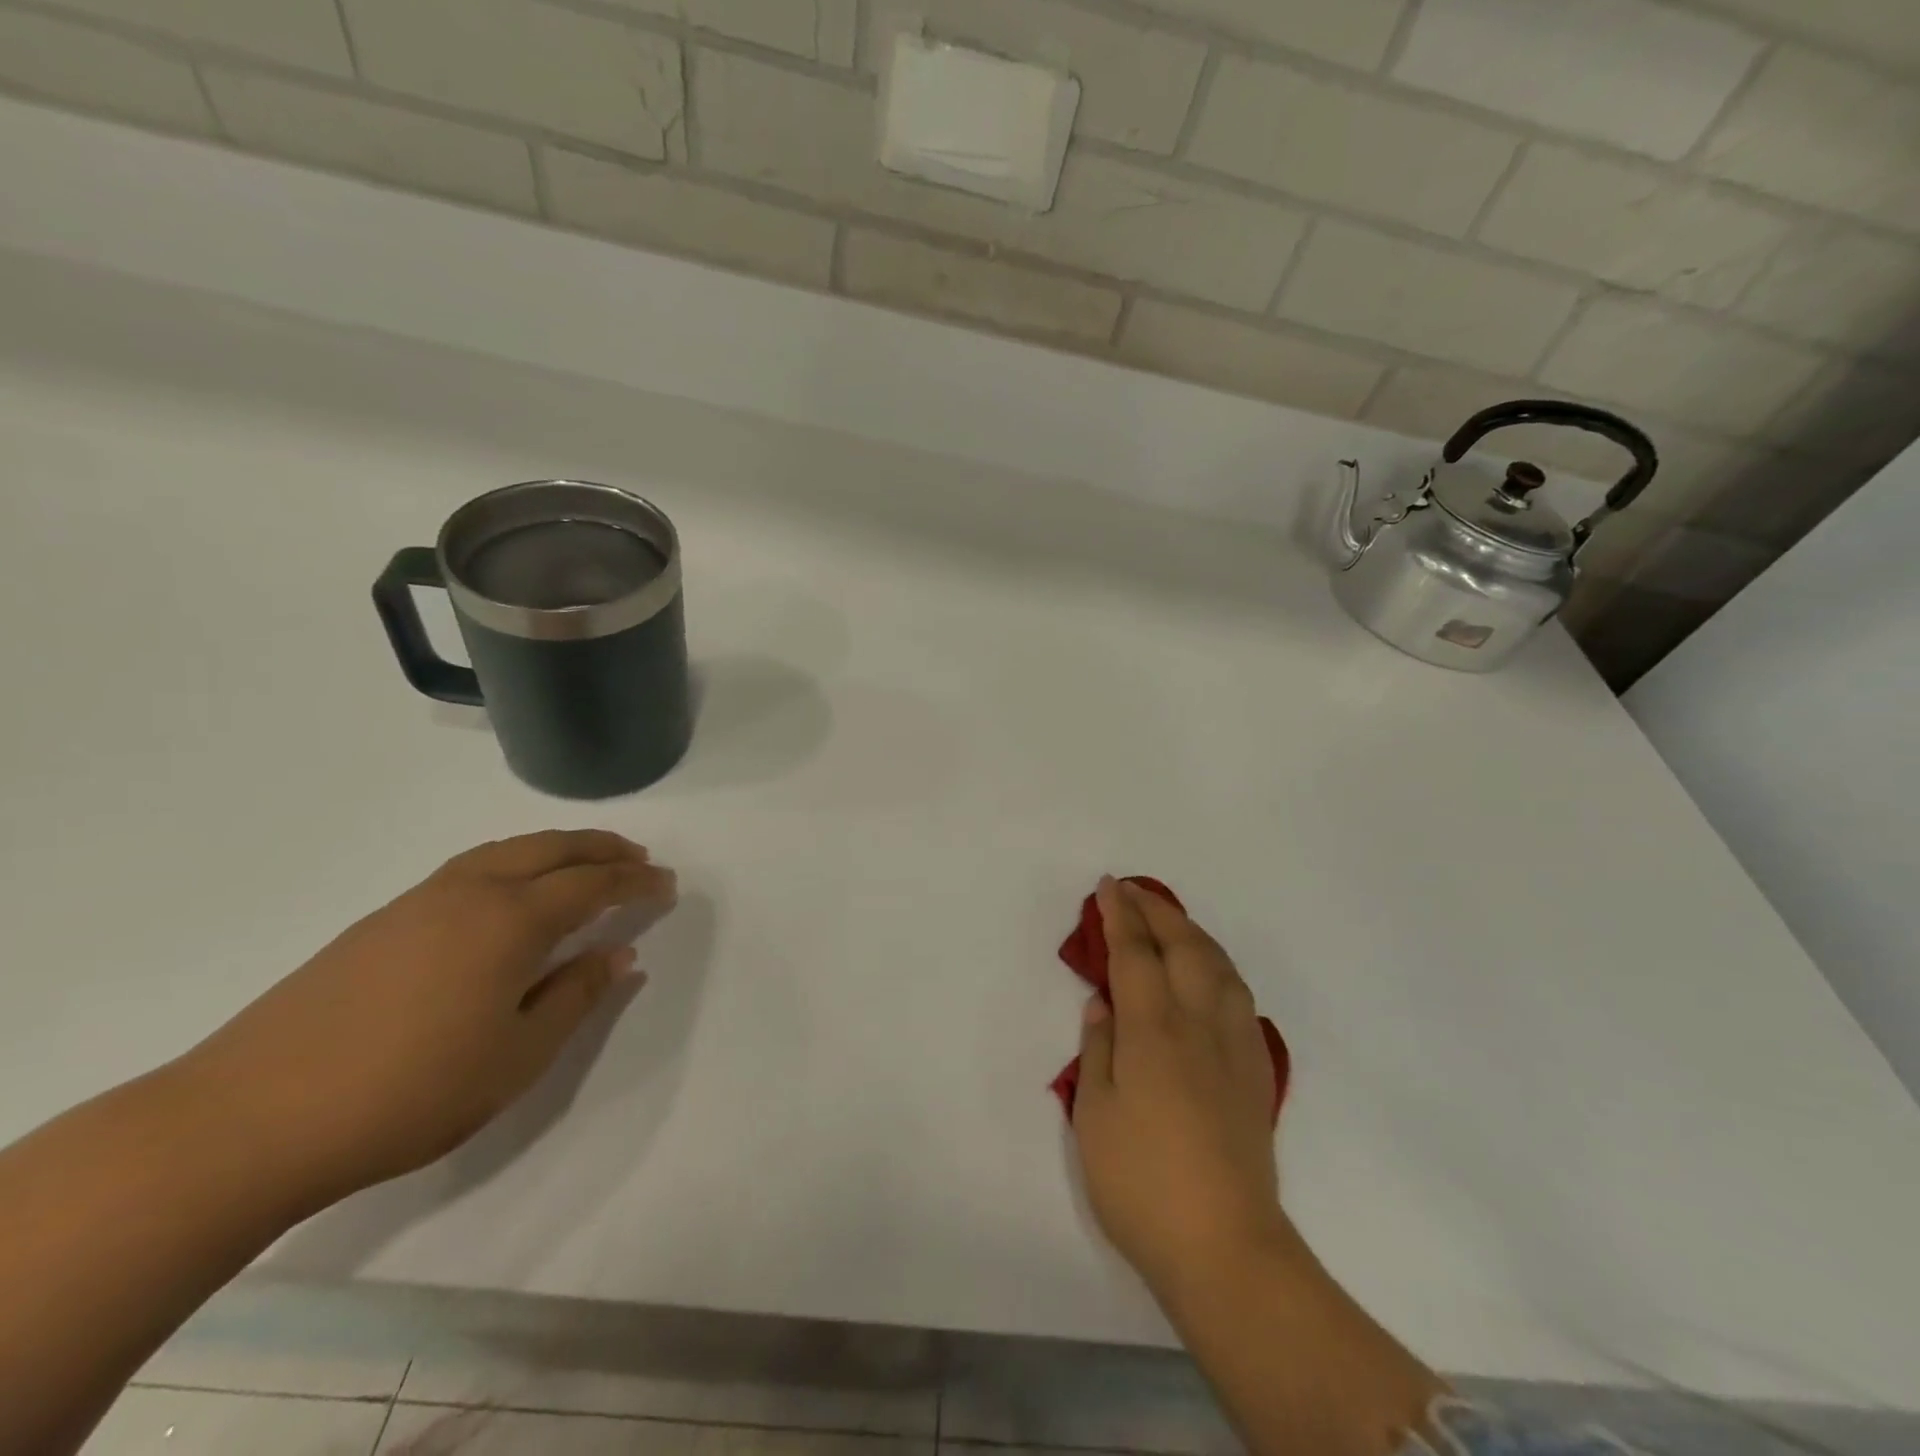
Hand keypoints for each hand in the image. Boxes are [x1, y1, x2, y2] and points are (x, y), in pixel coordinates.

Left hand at [181, 831, 674, 1208]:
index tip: (668, 885)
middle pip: (551, 848)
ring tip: (586, 862)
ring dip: (557, 848)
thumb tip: (619, 954)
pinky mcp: (382, 919)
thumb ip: (576, 997)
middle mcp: (470, 892)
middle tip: (638, 857)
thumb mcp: (517, 1056)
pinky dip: (515, 862)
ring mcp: (420, 901)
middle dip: (602, 848)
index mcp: (510, 921)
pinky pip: (472, 867)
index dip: (636, 882)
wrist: (247, 1120)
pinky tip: (513, 890)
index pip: (592, 885)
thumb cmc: (408, 1093)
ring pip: (507, 850)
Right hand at [1072, 877, 1287, 1303]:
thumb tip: (1103, 1004)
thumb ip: (1098, 1050)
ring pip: (1219, 965)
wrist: (1226, 1248)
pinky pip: (1239, 996)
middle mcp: (1199, 1024)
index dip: (1120, 915)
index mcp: (1154, 1031)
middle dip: (1157, 910)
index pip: (1135, 954)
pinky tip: (1210, 974)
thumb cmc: (1142, 1182)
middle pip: (1184, 946)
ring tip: (1170, 921)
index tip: (1109, 886)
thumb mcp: (1095, 1114)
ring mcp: (1235, 1046)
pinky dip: (1219, 966)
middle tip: (1133, 891)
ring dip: (1192, 932)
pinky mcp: (1257, 1071)